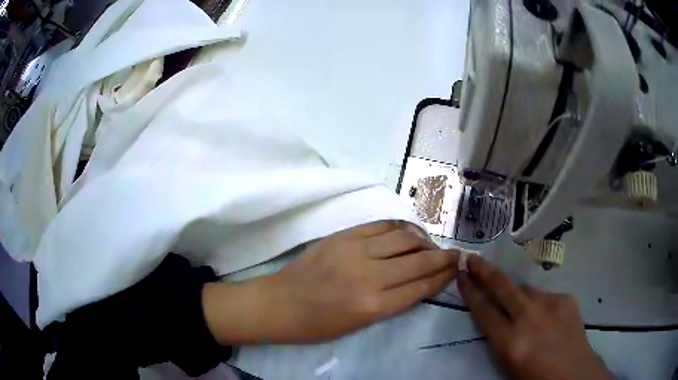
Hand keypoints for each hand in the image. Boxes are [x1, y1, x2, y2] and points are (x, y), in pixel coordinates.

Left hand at [203, 221, 459, 344]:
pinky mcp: (342, 236)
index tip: (456, 269)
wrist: (277, 304)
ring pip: (404, 237)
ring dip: (424, 239)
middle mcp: (369, 276)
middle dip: (443, 257)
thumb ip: (392, 302)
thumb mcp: (359, 325)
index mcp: (373, 306)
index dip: (443, 276)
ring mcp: (355, 251)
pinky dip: (400, 227)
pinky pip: (380, 225)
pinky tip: (407, 231)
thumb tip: (418, 282)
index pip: (421, 286)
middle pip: (419, 260)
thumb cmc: (316, 325)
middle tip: (454, 254)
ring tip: (431, 244)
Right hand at [457, 254, 612, 379]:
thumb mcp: (507, 363)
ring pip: (524, 289)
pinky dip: (538, 303)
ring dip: (515, 293)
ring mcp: (550, 304)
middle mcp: (529, 318)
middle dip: (484, 270)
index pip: (483, 310)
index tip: (461, 274)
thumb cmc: (534, 376)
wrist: (572, 371)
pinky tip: (544, 317)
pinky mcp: (565, 298)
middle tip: (472, 257)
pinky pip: (544, 295)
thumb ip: (499, 336)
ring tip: (518, 307)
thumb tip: (496, 313)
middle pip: (502, 286)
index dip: (470, 290)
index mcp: (510, 342)